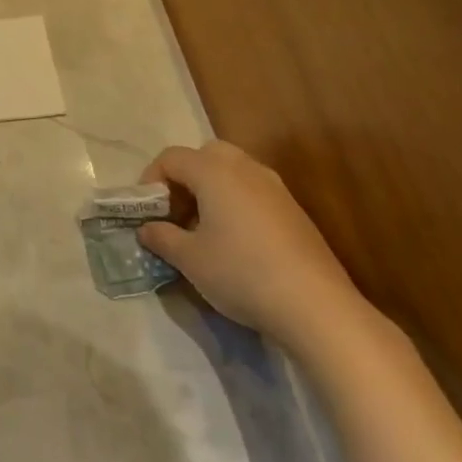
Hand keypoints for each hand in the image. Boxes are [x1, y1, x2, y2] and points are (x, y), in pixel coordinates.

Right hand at [138, 140, 374, 357]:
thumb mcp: (189, 259)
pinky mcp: (294, 211)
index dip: (150, 180)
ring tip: (201, 228)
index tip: (145, 212)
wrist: (315, 306)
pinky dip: (235, 203)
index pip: (171, 158)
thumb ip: (161, 237)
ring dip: (210, 190)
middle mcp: (246, 169)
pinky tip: (233, 241)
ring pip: (233, 172)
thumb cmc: (240, 273)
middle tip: (175, 212)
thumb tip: (147, 229)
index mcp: (215, 172)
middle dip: (184, 178)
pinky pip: (253, 191)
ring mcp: (275, 188)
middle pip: (205, 155)